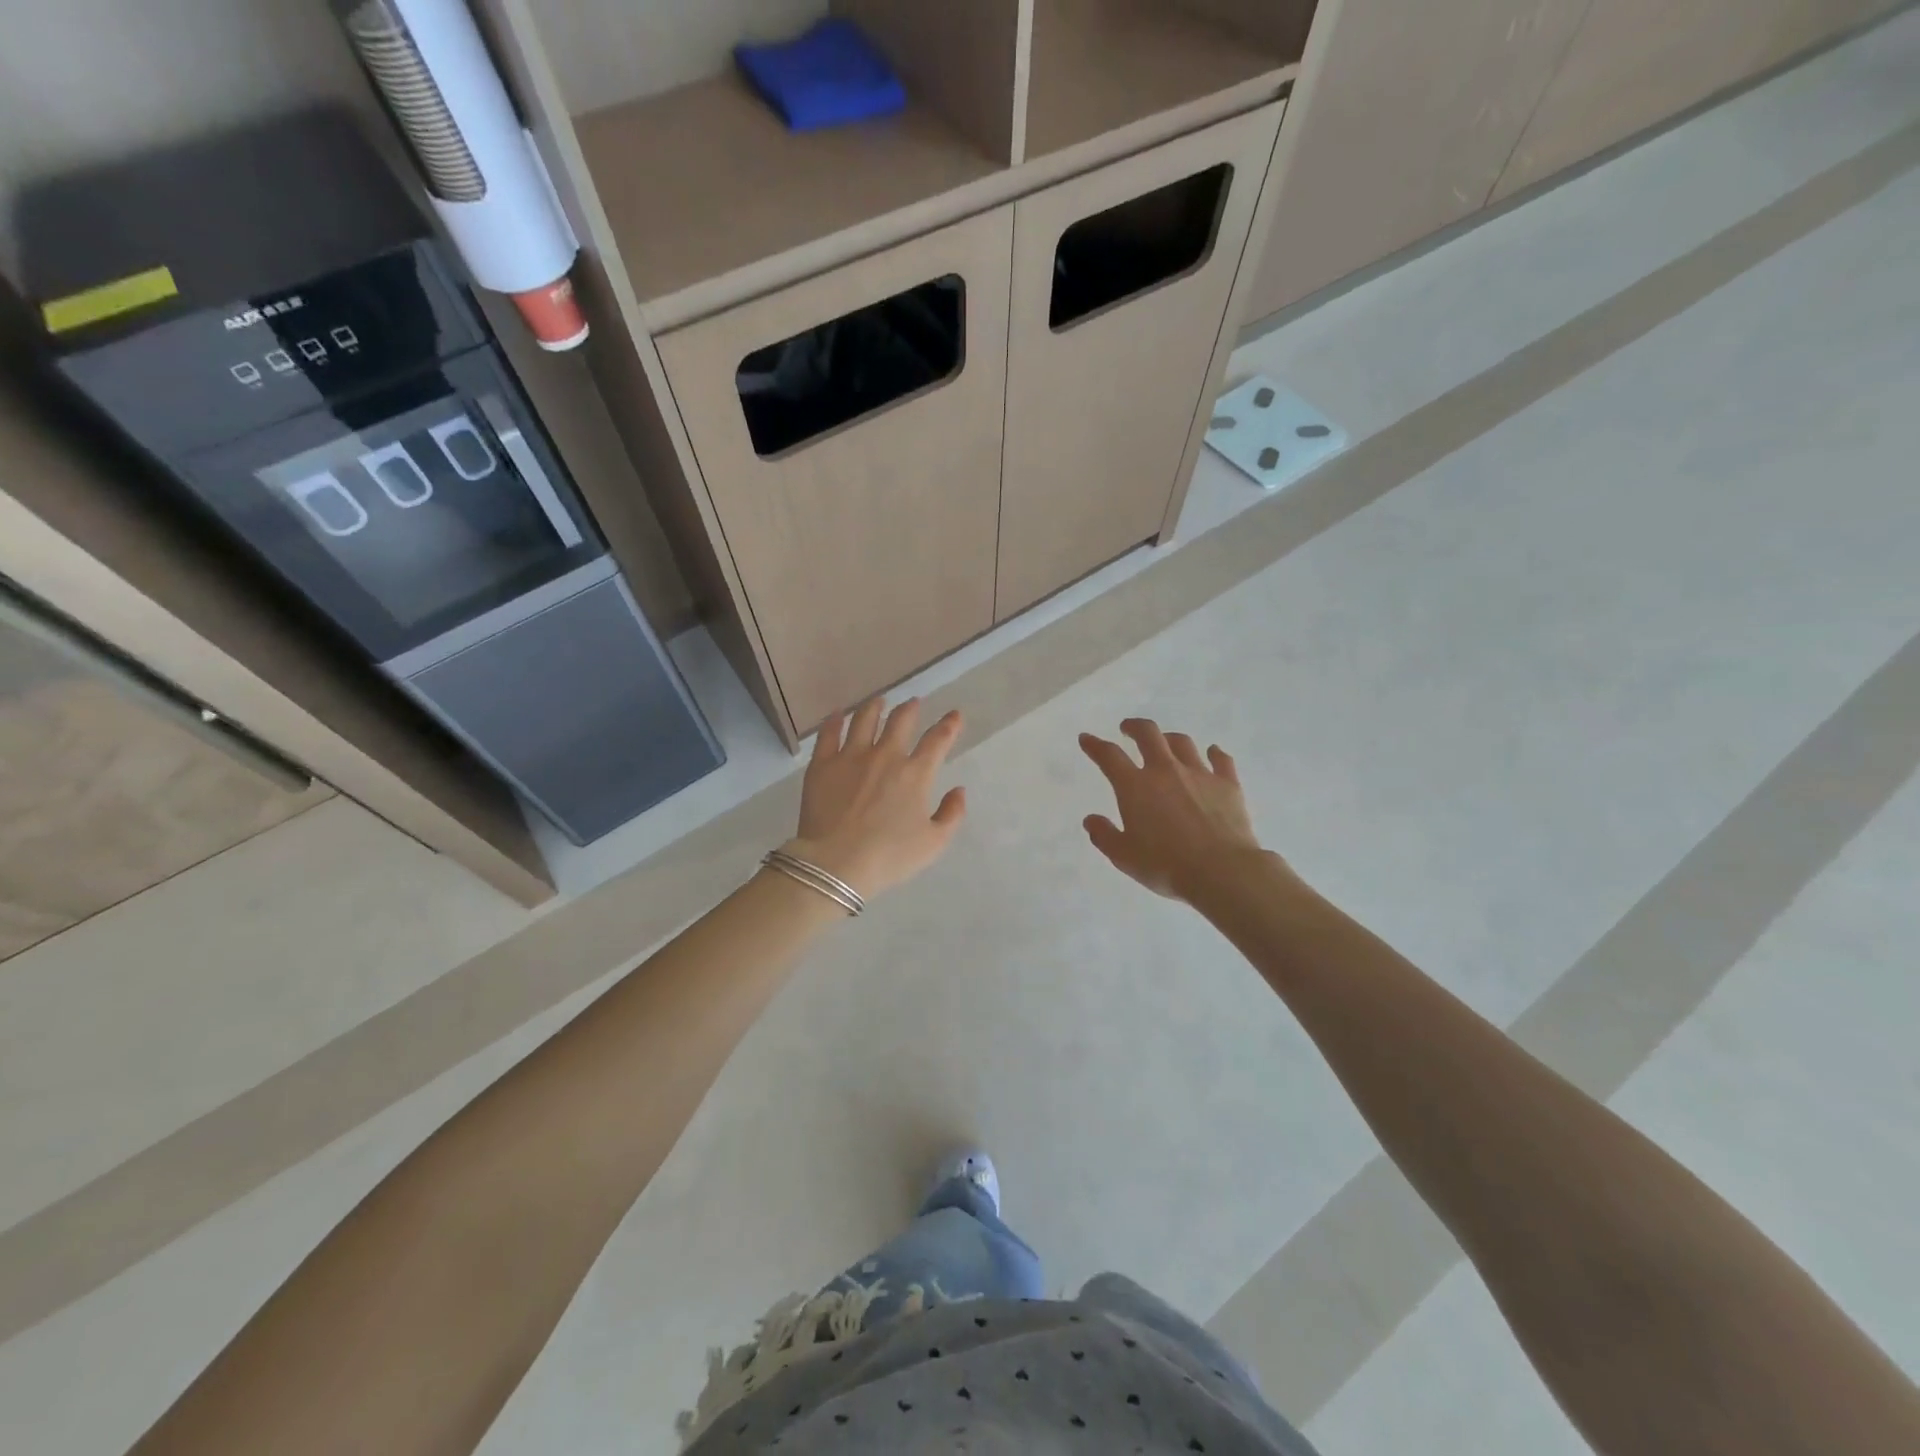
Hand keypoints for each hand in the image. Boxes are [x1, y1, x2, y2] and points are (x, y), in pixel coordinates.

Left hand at [787, 697, 967, 899]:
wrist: (836, 864)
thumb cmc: (889, 857)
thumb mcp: (933, 844)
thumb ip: (951, 815)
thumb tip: (958, 790)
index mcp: (915, 774)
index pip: (937, 740)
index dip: (949, 725)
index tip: (954, 715)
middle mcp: (885, 756)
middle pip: (900, 720)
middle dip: (911, 708)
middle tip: (914, 703)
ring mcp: (851, 756)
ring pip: (865, 719)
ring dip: (875, 706)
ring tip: (879, 701)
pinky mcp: (822, 764)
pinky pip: (829, 733)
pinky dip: (835, 720)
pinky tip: (838, 714)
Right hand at [1079, 718, 1273, 903]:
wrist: (1221, 871)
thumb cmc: (1166, 865)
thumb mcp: (1124, 856)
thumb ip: (1104, 835)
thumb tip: (1091, 820)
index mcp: (1135, 786)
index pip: (1109, 756)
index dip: (1095, 745)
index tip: (1086, 738)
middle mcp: (1165, 771)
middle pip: (1148, 734)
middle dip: (1134, 727)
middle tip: (1128, 729)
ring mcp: (1199, 774)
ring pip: (1182, 743)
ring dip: (1169, 739)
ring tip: (1165, 743)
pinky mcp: (1228, 784)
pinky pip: (1221, 760)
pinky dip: (1215, 754)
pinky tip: (1213, 752)